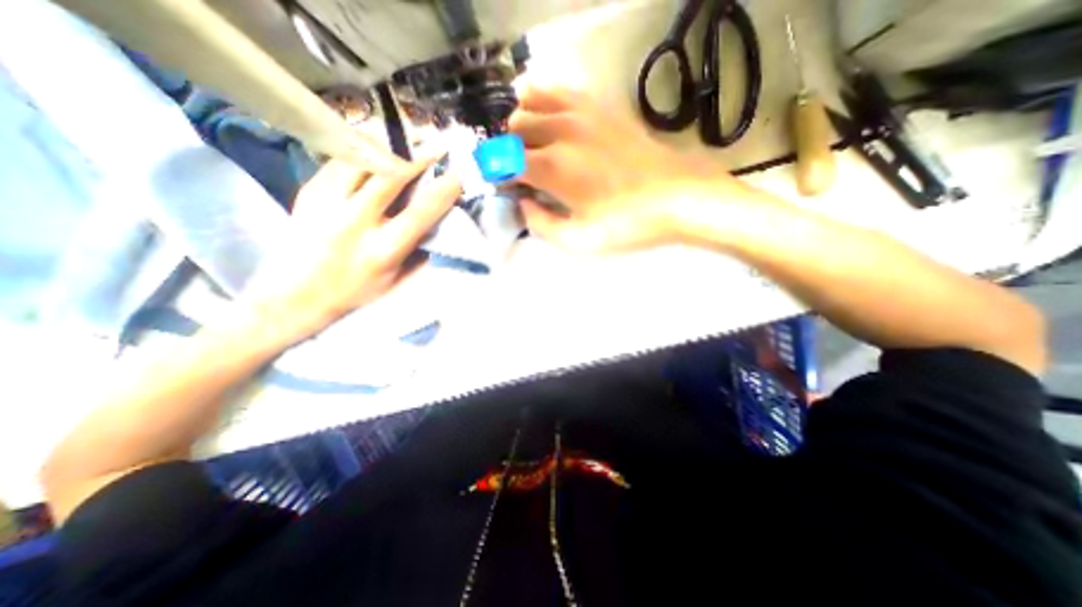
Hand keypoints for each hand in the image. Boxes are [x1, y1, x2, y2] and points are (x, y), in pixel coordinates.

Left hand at [241, 154, 461, 340]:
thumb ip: (419, 255)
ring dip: (388, 148)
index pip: (419, 214)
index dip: (442, 193)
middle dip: (418, 158)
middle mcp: (355, 223)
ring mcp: (327, 204)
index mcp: (382, 250)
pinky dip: (361, 153)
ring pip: (361, 161)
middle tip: (435, 146)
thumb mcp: (395, 282)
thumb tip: (440, 229)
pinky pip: (339, 162)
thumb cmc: (355, 293)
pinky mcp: (309, 193)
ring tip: (404, 142)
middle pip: (390, 177)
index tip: (457, 177)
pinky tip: (373, 151)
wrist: (294, 296)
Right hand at [509, 85, 754, 251]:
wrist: (676, 195)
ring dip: (523, 124)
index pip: (505, 160)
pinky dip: (544, 102)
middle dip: (509, 150)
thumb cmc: (627, 224)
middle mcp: (561, 131)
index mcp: (553, 167)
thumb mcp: (579, 241)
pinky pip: (558, 91)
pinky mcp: (599, 106)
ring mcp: (581, 111)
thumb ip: (541, 224)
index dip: (498, 174)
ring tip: (533, 146)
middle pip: (514, 127)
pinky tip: (552, 124)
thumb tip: (523, 203)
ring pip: (530, 100)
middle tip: (522, 172)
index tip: (506, 188)